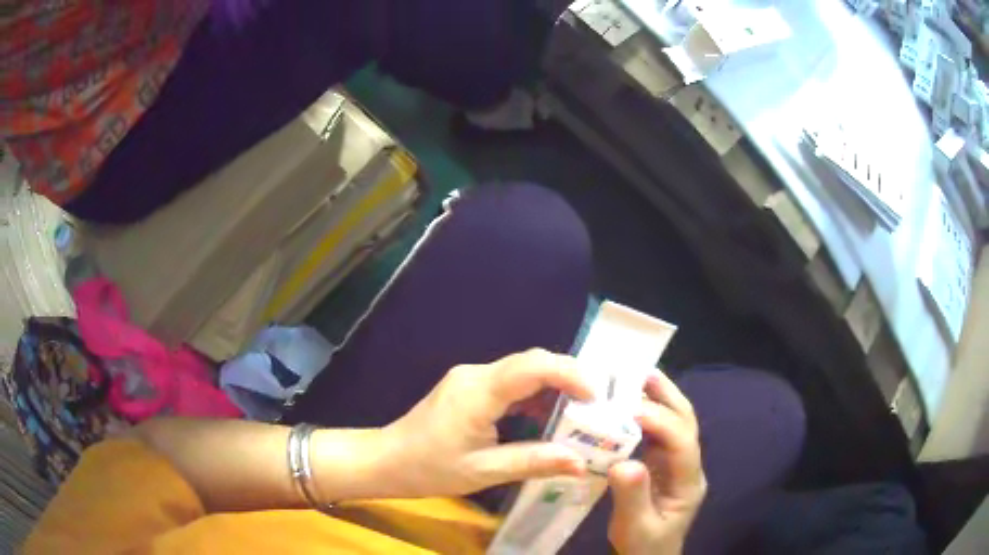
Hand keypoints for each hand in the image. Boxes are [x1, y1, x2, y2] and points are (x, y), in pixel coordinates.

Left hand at [380, 349, 593, 497]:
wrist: (386, 460)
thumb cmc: (429, 469)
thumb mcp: (483, 471)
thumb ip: (534, 462)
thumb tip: (582, 463)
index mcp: (478, 393)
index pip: (532, 367)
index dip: (570, 374)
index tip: (597, 398)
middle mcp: (476, 374)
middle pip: (531, 362)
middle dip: (568, 379)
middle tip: (596, 408)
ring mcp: (471, 377)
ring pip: (523, 370)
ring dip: (553, 388)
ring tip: (579, 415)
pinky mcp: (469, 386)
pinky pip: (510, 382)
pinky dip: (534, 396)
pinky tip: (546, 417)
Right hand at [607, 370, 706, 554]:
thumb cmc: (644, 546)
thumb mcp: (635, 528)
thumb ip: (632, 498)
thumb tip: (624, 463)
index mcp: (688, 483)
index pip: (683, 444)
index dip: (661, 422)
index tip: (630, 409)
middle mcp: (688, 467)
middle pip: (687, 424)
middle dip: (668, 396)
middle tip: (642, 372)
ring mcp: (677, 465)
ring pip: (675, 425)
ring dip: (659, 400)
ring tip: (635, 379)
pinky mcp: (663, 467)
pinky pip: (658, 435)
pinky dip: (646, 417)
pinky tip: (628, 408)